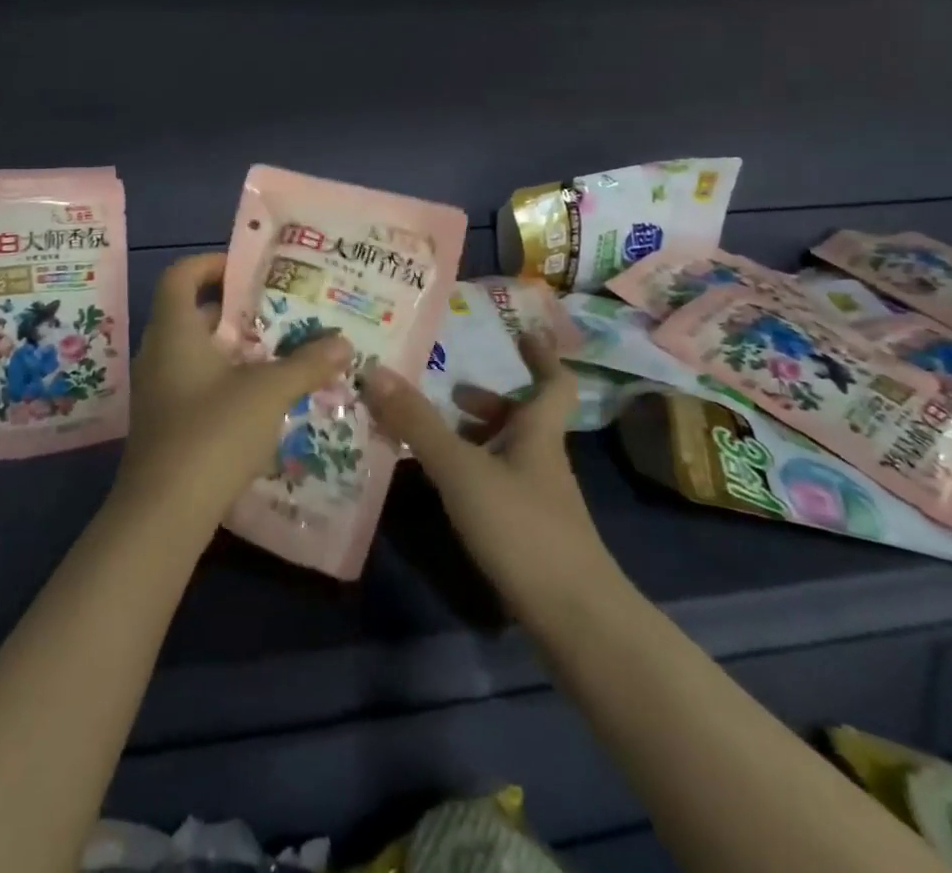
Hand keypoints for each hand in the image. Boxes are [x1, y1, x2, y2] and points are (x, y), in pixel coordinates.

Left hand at [117, 253, 353, 532]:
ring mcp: (159, 390)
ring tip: (281, 352)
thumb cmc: (212, 432)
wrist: (164, 513)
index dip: (211, 263)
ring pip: (199, 352)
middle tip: (281, 311)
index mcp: (175, 331)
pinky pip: (197, 383)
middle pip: (195, 314)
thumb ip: (306, 363)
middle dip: (238, 310)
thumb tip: (342, 342)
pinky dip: (227, 380)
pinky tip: (263, 399)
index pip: (181, 275)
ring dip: (236, 349)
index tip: (249, 268)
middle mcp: (160, 353)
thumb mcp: (268, 392)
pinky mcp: (166, 422)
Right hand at [362, 333, 615, 619]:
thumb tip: (376, 370)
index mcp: (538, 434)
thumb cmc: (522, 528)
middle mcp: (543, 460)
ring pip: (508, 452)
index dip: (541, 355)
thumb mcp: (461, 469)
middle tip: (449, 390)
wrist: (575, 619)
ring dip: (475, 436)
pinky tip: (445, 487)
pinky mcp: (531, 533)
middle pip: (522, 417)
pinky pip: (498, 483)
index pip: (553, 383)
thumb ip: (418, 422)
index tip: (524, 332)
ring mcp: (540, 500)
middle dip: (488, 400)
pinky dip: (472, 472)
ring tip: (432, 435)